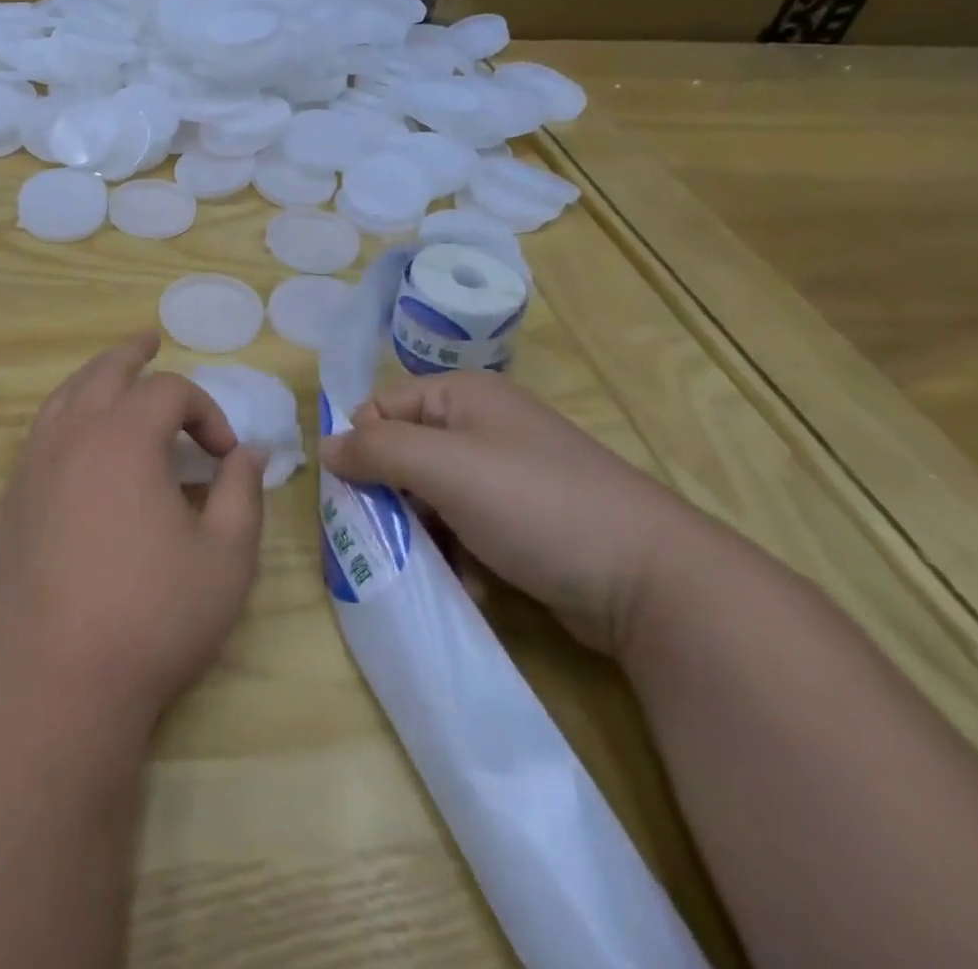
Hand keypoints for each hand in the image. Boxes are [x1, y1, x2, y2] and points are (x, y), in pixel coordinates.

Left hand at [0, 333, 267, 729]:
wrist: (57, 680)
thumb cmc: (152, 618)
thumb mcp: (224, 559)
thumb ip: (242, 494)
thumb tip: (251, 452)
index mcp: (124, 438)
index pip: (170, 392)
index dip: (206, 411)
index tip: (224, 457)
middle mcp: (72, 435)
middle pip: (104, 371)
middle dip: (134, 357)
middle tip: (151, 343)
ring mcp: (33, 464)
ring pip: (64, 396)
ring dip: (93, 378)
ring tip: (112, 374)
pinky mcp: (12, 497)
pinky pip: (40, 432)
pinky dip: (64, 415)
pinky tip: (76, 437)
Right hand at [320, 370, 709, 654]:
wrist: (652, 581)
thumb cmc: (535, 505)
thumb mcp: (442, 468)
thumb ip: (375, 451)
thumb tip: (325, 447)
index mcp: (462, 395)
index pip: (380, 408)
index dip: (363, 448)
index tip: (362, 496)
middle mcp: (481, 425)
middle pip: (403, 454)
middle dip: (392, 498)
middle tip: (393, 537)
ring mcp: (505, 473)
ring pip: (429, 496)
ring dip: (423, 532)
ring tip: (436, 564)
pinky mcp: (523, 519)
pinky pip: (463, 526)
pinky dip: (456, 552)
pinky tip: (471, 579)